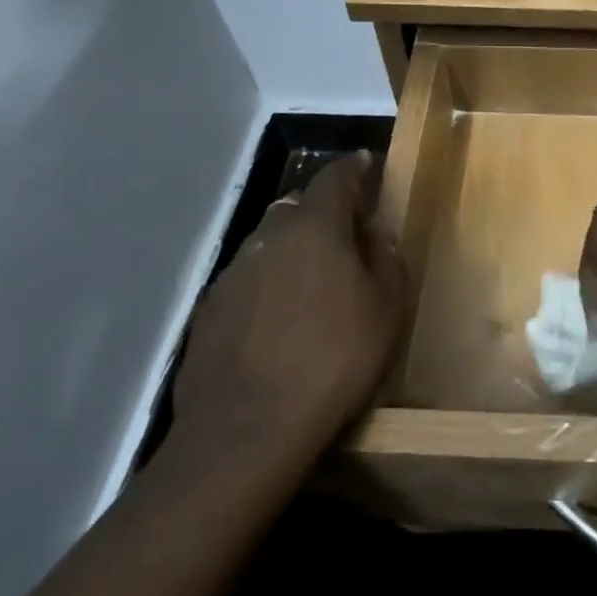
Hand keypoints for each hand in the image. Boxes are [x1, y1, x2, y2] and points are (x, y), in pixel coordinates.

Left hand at [174, 153, 409, 452]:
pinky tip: (279, 322)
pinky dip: (268, 286)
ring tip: (314, 284)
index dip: (356, 168)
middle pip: (299, 207)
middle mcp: (269, 236)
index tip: (369, 165)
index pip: (336, 176)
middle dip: (324, 212)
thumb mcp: (387, 309)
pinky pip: (249, 281)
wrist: (247, 429)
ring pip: (271, 244)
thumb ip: (385, 258)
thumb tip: (374, 231)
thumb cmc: (335, 359)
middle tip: (348, 236)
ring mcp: (232, 273)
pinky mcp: (209, 310)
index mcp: (316, 226)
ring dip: (294, 250)